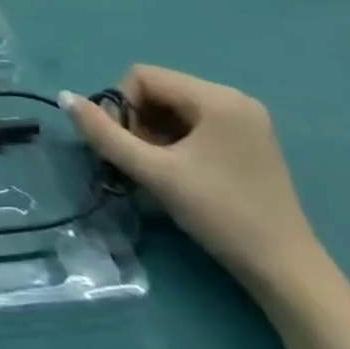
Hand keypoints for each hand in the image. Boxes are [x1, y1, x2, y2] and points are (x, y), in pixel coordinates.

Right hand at [62, 65, 324, 293]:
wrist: (286, 272)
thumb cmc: (219, 214)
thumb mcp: (155, 173)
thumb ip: (105, 134)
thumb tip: (64, 97)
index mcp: (217, 97)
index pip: (143, 77)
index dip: (123, 107)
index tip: (126, 147)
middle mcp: (234, 99)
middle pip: (160, 90)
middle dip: (139, 122)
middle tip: (141, 162)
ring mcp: (246, 121)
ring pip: (176, 108)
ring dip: (155, 133)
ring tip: (159, 171)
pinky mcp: (249, 142)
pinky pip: (196, 124)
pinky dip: (176, 142)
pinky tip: (180, 173)